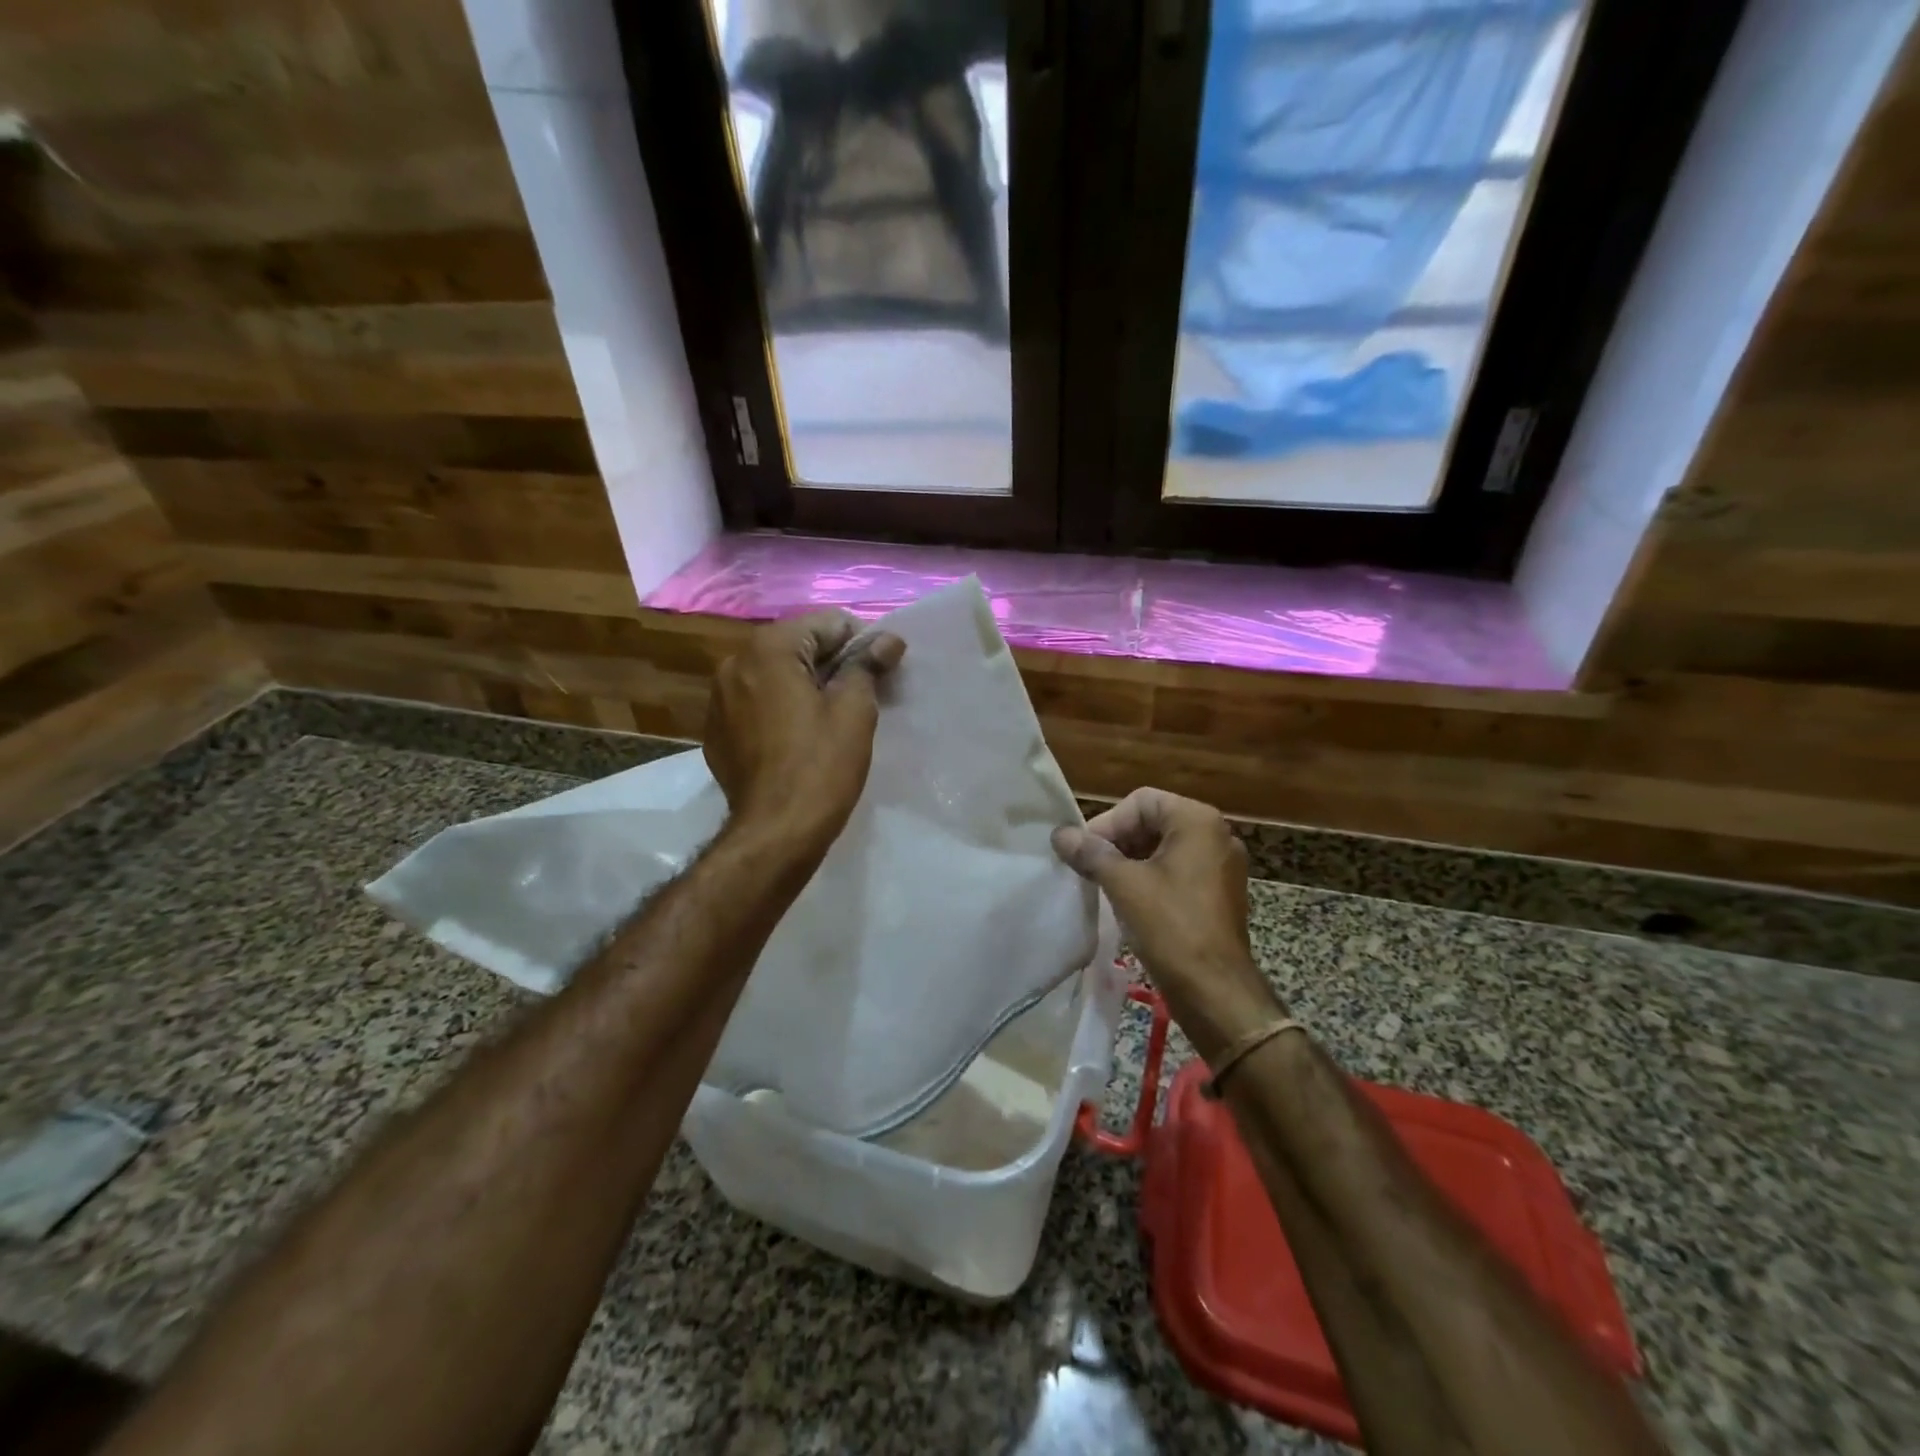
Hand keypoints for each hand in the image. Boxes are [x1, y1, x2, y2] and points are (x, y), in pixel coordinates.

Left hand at [704, 611, 904, 857]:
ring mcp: (719, 698)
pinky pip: (756, 703)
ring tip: (831, 718)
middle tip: (861, 695)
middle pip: (797, 645)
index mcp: (768, 649)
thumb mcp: (855, 711)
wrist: (775, 832)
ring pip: (774, 674)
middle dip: (831, 663)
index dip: (860, 642)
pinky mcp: (716, 731)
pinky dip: (779, 708)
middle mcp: (735, 663)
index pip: (827, 623)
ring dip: (805, 685)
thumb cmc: (821, 766)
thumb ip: (868, 665)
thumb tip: (887, 640)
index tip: (880, 672)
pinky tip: (798, 738)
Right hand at [1052, 788, 1282, 1060]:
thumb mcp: (1123, 884)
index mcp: (1198, 821)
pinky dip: (1151, 878)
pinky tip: (1129, 901)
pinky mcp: (1220, 892)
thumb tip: (1060, 834)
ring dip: (1131, 861)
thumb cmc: (1170, 926)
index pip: (1141, 802)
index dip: (1107, 823)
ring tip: (1103, 885)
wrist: (1214, 990)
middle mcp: (1216, 834)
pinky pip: (1179, 871)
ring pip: (1165, 848)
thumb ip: (1090, 853)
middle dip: (1118, 841)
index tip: (1084, 852)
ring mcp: (1222, 865)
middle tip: (1089, 868)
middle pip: (1154, 821)